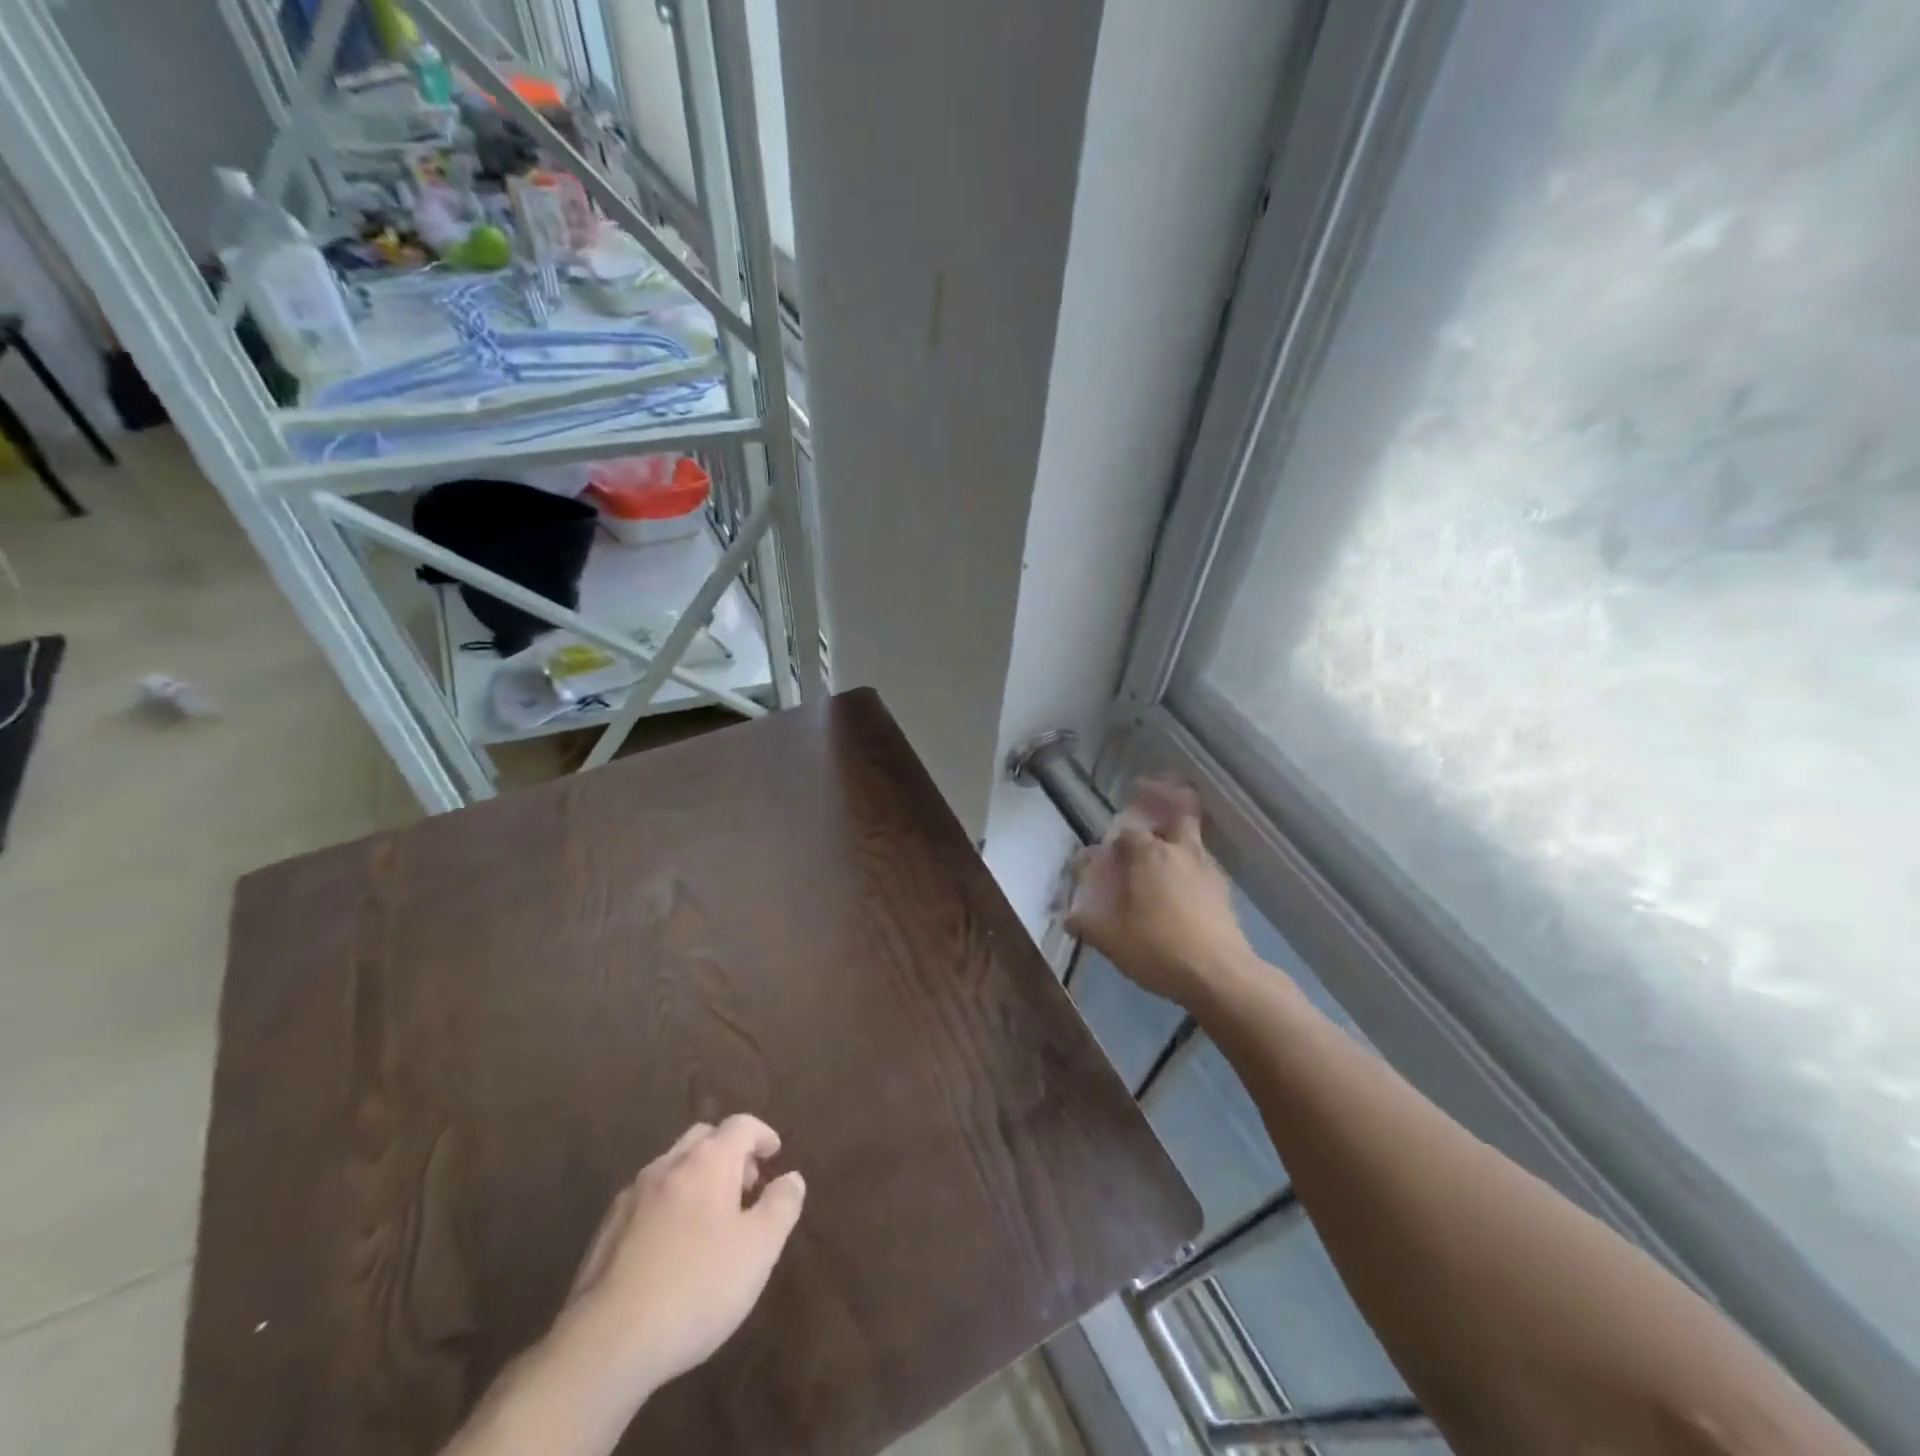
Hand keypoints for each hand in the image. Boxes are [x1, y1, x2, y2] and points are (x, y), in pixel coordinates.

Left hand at [561, 1114, 805, 1398]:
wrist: (607, 1345)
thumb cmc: (697, 1288)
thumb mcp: (759, 1250)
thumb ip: (781, 1206)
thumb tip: (791, 1178)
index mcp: (708, 1161)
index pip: (741, 1125)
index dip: (762, 1135)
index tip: (775, 1155)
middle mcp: (668, 1165)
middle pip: (704, 1138)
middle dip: (728, 1152)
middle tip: (745, 1186)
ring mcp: (632, 1196)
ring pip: (673, 1167)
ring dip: (697, 1178)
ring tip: (711, 1220)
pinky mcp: (606, 1231)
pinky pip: (648, 1199)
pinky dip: (670, 1205)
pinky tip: (672, 1247)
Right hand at [1066, 777, 1251, 1006]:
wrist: (1219, 975)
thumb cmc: (1158, 949)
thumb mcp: (1112, 940)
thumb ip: (1088, 924)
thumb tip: (1068, 918)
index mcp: (1148, 855)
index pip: (1126, 832)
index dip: (1114, 839)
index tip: (1107, 852)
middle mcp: (1179, 851)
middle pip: (1178, 809)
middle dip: (1164, 796)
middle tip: (1150, 795)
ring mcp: (1207, 868)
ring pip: (1192, 836)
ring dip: (1178, 833)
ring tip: (1163, 851)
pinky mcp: (1224, 890)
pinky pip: (1203, 863)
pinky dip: (1190, 863)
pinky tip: (1182, 886)